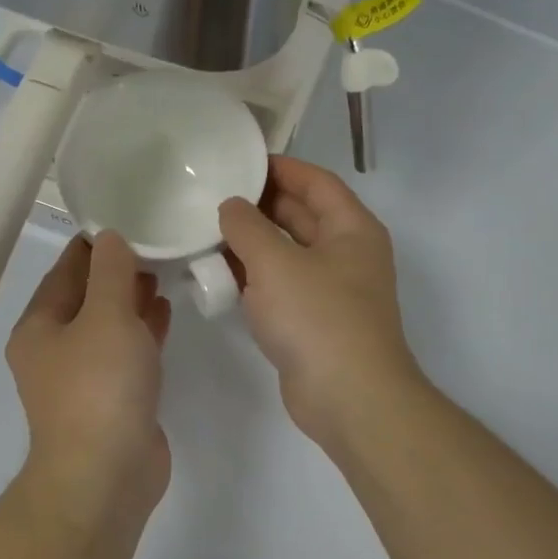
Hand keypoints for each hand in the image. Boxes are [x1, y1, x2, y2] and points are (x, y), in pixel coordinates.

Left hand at [8, 234, 173, 517]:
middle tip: (155, 241)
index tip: (126, 216)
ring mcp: (84, 379)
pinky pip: (126, 354)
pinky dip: (143, 332)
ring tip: (164, 270)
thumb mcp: (106, 316)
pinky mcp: (113, 401)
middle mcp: (55, 351)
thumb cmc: (99, 387)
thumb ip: (111, 273)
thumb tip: (110, 239)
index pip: (65, 271)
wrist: (106, 475)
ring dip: (132, 301)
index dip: (93, 244)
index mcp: (39, 328)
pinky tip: (165, 311)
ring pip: (109, 327)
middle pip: (87, 298)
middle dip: (117, 272)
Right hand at [219, 157, 424, 449]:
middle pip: (301, 217)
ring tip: (206, 233)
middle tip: (211, 197)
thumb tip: (230, 207)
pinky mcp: (312, 324)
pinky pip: (280, 289)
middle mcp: (345, 255)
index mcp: (351, 229)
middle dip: (259, 206)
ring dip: (252, 246)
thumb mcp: (276, 262)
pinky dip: (253, 281)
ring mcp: (330, 292)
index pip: (316, 182)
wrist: (348, 397)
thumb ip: (247, 227)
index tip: (238, 161)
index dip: (280, 167)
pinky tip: (219, 278)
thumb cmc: (318, 318)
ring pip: (286, 256)